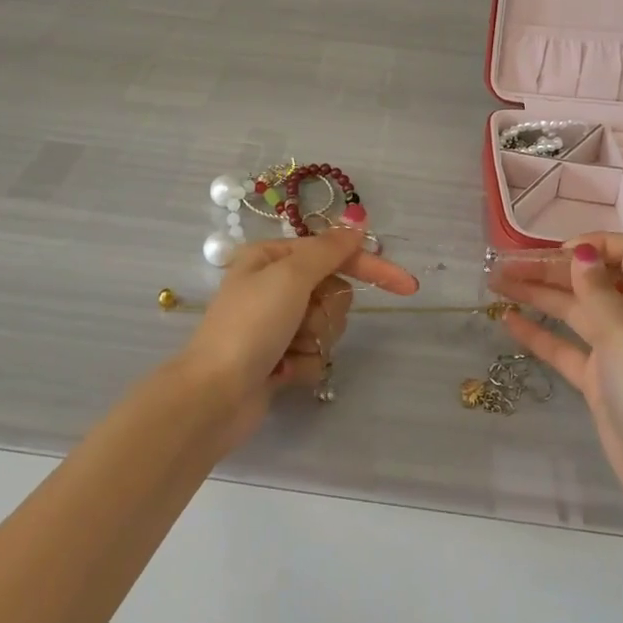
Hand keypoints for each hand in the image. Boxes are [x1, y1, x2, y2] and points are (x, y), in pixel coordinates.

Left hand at [180, 228, 419, 449]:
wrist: (214, 396)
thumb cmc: (250, 326)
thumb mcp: (290, 276)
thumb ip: (328, 250)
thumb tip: (356, 226)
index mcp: (272, 257)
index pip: (334, 252)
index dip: (372, 266)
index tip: (408, 285)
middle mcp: (275, 286)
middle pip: (334, 291)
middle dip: (326, 311)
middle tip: (302, 321)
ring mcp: (277, 325)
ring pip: (328, 325)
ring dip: (314, 339)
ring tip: (286, 350)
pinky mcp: (280, 359)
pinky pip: (315, 355)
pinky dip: (303, 365)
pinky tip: (280, 373)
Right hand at [493, 233, 622, 529]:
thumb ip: (599, 291)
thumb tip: (583, 252)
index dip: (598, 244)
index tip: (561, 253)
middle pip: (592, 280)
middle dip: (552, 268)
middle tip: (507, 265)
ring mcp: (616, 352)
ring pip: (573, 311)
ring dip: (538, 295)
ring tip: (496, 284)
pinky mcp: (599, 382)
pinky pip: (565, 347)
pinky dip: (538, 333)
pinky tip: (508, 321)